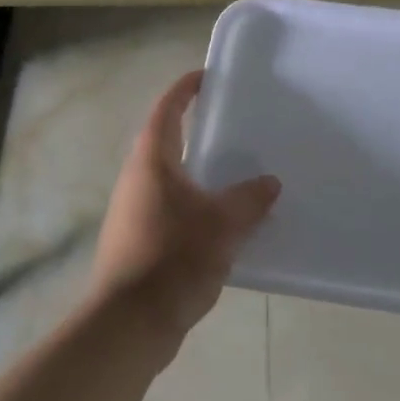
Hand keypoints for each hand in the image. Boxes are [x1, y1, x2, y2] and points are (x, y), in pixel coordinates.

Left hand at [90, 70, 280, 346]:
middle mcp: (137, 180)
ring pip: (169, 179)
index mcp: (152, 162)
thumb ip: (250, 199)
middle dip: (195, 130)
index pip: (166, 110)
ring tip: (235, 174)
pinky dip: (195, 204)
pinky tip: (222, 222)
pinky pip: (171, 209)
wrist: (129, 323)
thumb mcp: (223, 225)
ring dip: (197, 171)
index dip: (185, 89)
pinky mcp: (137, 242)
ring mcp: (133, 212)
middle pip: (165, 142)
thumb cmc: (174, 259)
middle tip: (233, 126)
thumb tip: (269, 182)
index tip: (207, 77)